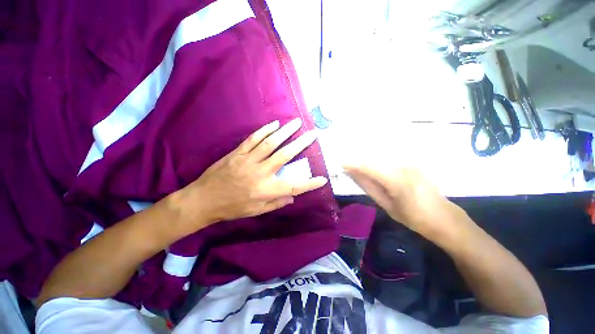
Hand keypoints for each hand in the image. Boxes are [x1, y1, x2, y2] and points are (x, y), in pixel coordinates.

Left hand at [173, 118, 326, 230]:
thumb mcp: (256, 211)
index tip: (323, 179)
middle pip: (284, 156)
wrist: (203, 200)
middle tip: (312, 135)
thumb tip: (292, 197)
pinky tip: (275, 124)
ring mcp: (248, 160)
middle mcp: (260, 173)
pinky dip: (265, 131)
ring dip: (285, 132)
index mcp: (266, 190)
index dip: (309, 183)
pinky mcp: (238, 153)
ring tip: (296, 123)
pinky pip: (253, 139)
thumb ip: (276, 203)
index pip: (294, 186)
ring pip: (270, 143)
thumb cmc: (232, 208)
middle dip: (301, 144)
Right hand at [344, 165, 469, 240]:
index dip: (354, 164)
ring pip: (382, 157)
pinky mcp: (413, 163)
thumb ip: (369, 187)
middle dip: (359, 160)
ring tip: (357, 165)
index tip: (341, 163)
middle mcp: (404, 167)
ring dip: (368, 159)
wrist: (444, 218)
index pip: (369, 166)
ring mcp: (410, 163)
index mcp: (397, 181)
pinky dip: (378, 161)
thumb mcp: (387, 206)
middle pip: (374, 158)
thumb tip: (354, 175)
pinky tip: (372, 166)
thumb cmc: (414, 217)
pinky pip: (390, 159)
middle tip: (346, 165)